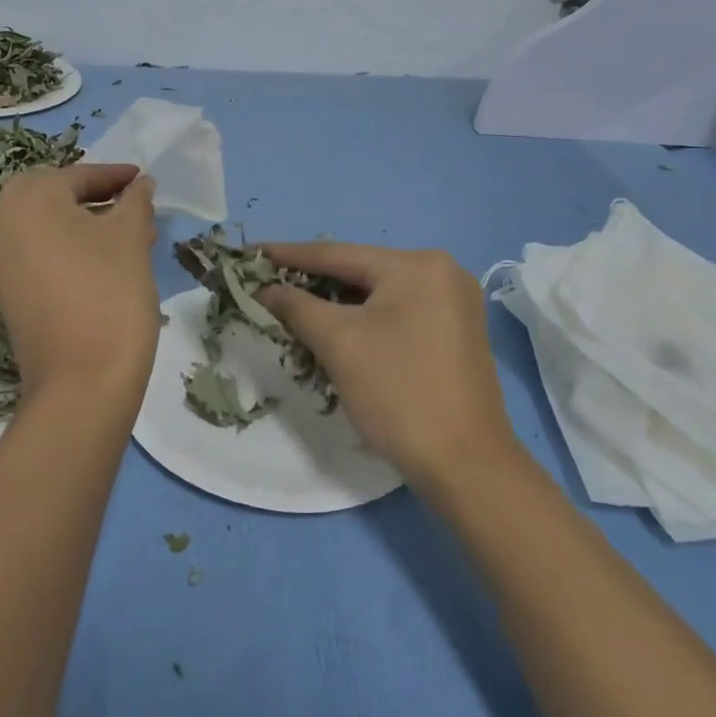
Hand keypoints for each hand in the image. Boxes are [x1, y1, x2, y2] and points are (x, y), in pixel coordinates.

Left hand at [0, 164, 159, 406]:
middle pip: (55, 197)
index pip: (77, 176)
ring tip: (131, 236)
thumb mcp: (130, 237)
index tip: (143, 179)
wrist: (81, 381)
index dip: (115, 177)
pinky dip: (67, 247)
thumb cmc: (109, 293)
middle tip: (134, 206)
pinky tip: (104, 261)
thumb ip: (135, 201)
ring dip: (84, 224)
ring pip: (46, 226)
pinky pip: (36, 252)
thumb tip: (140, 184)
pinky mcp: (4, 291)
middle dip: (97, 199)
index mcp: (27, 199)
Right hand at [259, 243, 516, 490]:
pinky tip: (335, 329)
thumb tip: (265, 289)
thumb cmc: (398, 393)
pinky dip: (364, 320)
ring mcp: (455, 303)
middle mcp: (443, 272)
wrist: (465, 464)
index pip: (338, 254)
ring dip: (337, 303)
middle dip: (313, 282)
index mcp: (418, 265)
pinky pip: (398, 313)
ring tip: (292, 306)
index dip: (289, 254)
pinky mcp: (456, 333)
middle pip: (362, 271)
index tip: (250, 252)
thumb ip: (296, 306)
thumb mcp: (338, 343)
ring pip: (379, 295)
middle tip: (267, 283)